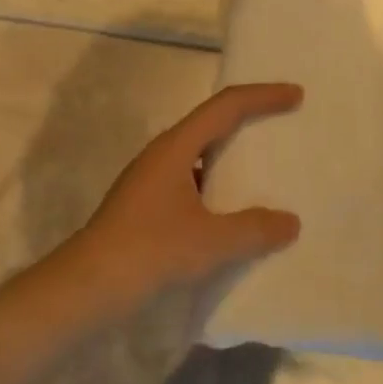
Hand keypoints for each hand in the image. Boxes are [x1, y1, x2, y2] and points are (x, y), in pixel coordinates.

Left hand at [64, 83, 303, 311]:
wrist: (86, 288)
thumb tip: (290, 222)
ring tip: (267, 170)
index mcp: (176, 147)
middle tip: (284, 124)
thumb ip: (254, 229)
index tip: (296, 95)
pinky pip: (193, 183)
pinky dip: (219, 188)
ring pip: (202, 156)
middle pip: (213, 124)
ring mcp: (152, 181)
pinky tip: (235, 213)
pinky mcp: (148, 206)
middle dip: (250, 120)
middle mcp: (163, 155)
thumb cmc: (149, 251)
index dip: (262, 96)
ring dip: (233, 158)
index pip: (225, 106)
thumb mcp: (210, 241)